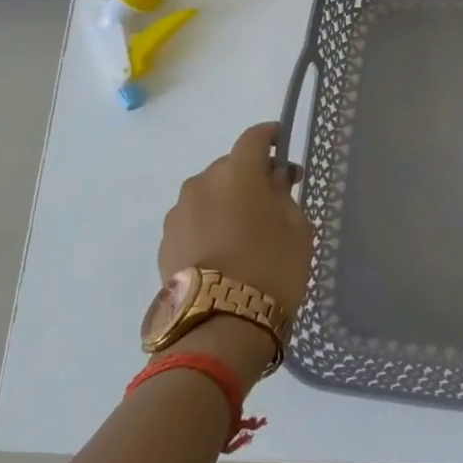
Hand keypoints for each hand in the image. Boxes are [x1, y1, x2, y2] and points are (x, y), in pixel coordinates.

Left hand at [158, 123, 314, 314]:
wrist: (220, 325)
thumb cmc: (272, 267)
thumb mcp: (297, 228)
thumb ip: (284, 195)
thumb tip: (274, 180)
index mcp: (237, 172)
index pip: (254, 138)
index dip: (271, 136)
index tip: (283, 144)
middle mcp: (202, 183)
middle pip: (230, 167)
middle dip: (250, 176)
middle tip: (272, 199)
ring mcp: (179, 213)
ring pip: (209, 194)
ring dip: (227, 202)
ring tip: (245, 231)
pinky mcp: (166, 242)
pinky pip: (194, 220)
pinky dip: (210, 225)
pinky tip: (225, 251)